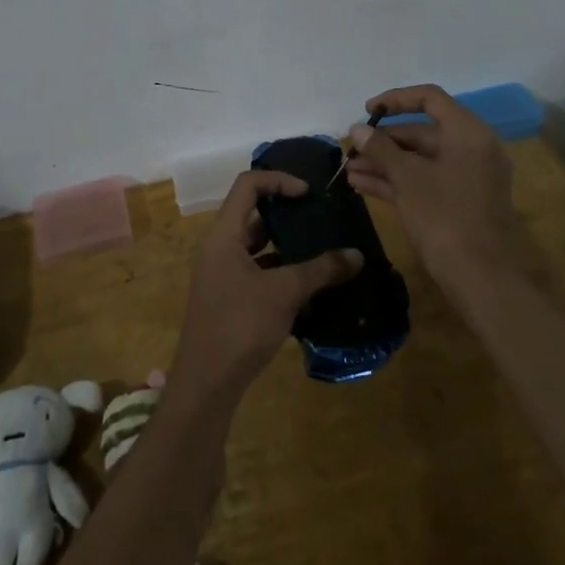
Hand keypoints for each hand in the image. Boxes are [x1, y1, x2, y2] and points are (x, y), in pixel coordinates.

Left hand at [170, 170, 361, 402]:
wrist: (207, 383)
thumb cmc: (241, 324)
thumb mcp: (286, 293)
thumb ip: (321, 270)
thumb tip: (357, 256)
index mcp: (223, 233)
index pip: (248, 184)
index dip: (279, 181)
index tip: (309, 194)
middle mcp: (218, 246)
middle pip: (252, 213)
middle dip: (287, 214)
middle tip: (319, 219)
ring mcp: (221, 273)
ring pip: (256, 245)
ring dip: (286, 245)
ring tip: (321, 250)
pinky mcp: (227, 297)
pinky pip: (256, 270)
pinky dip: (280, 271)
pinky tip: (309, 286)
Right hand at [346, 83, 519, 288]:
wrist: (481, 279)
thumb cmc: (444, 217)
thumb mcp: (407, 178)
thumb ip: (380, 148)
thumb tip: (357, 129)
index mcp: (468, 133)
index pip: (429, 98)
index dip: (395, 99)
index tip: (367, 111)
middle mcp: (472, 149)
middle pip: (422, 132)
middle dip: (383, 141)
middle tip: (351, 149)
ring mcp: (467, 178)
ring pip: (420, 160)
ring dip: (384, 163)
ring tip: (348, 170)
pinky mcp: (460, 203)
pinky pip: (425, 180)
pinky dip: (397, 181)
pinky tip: (362, 186)